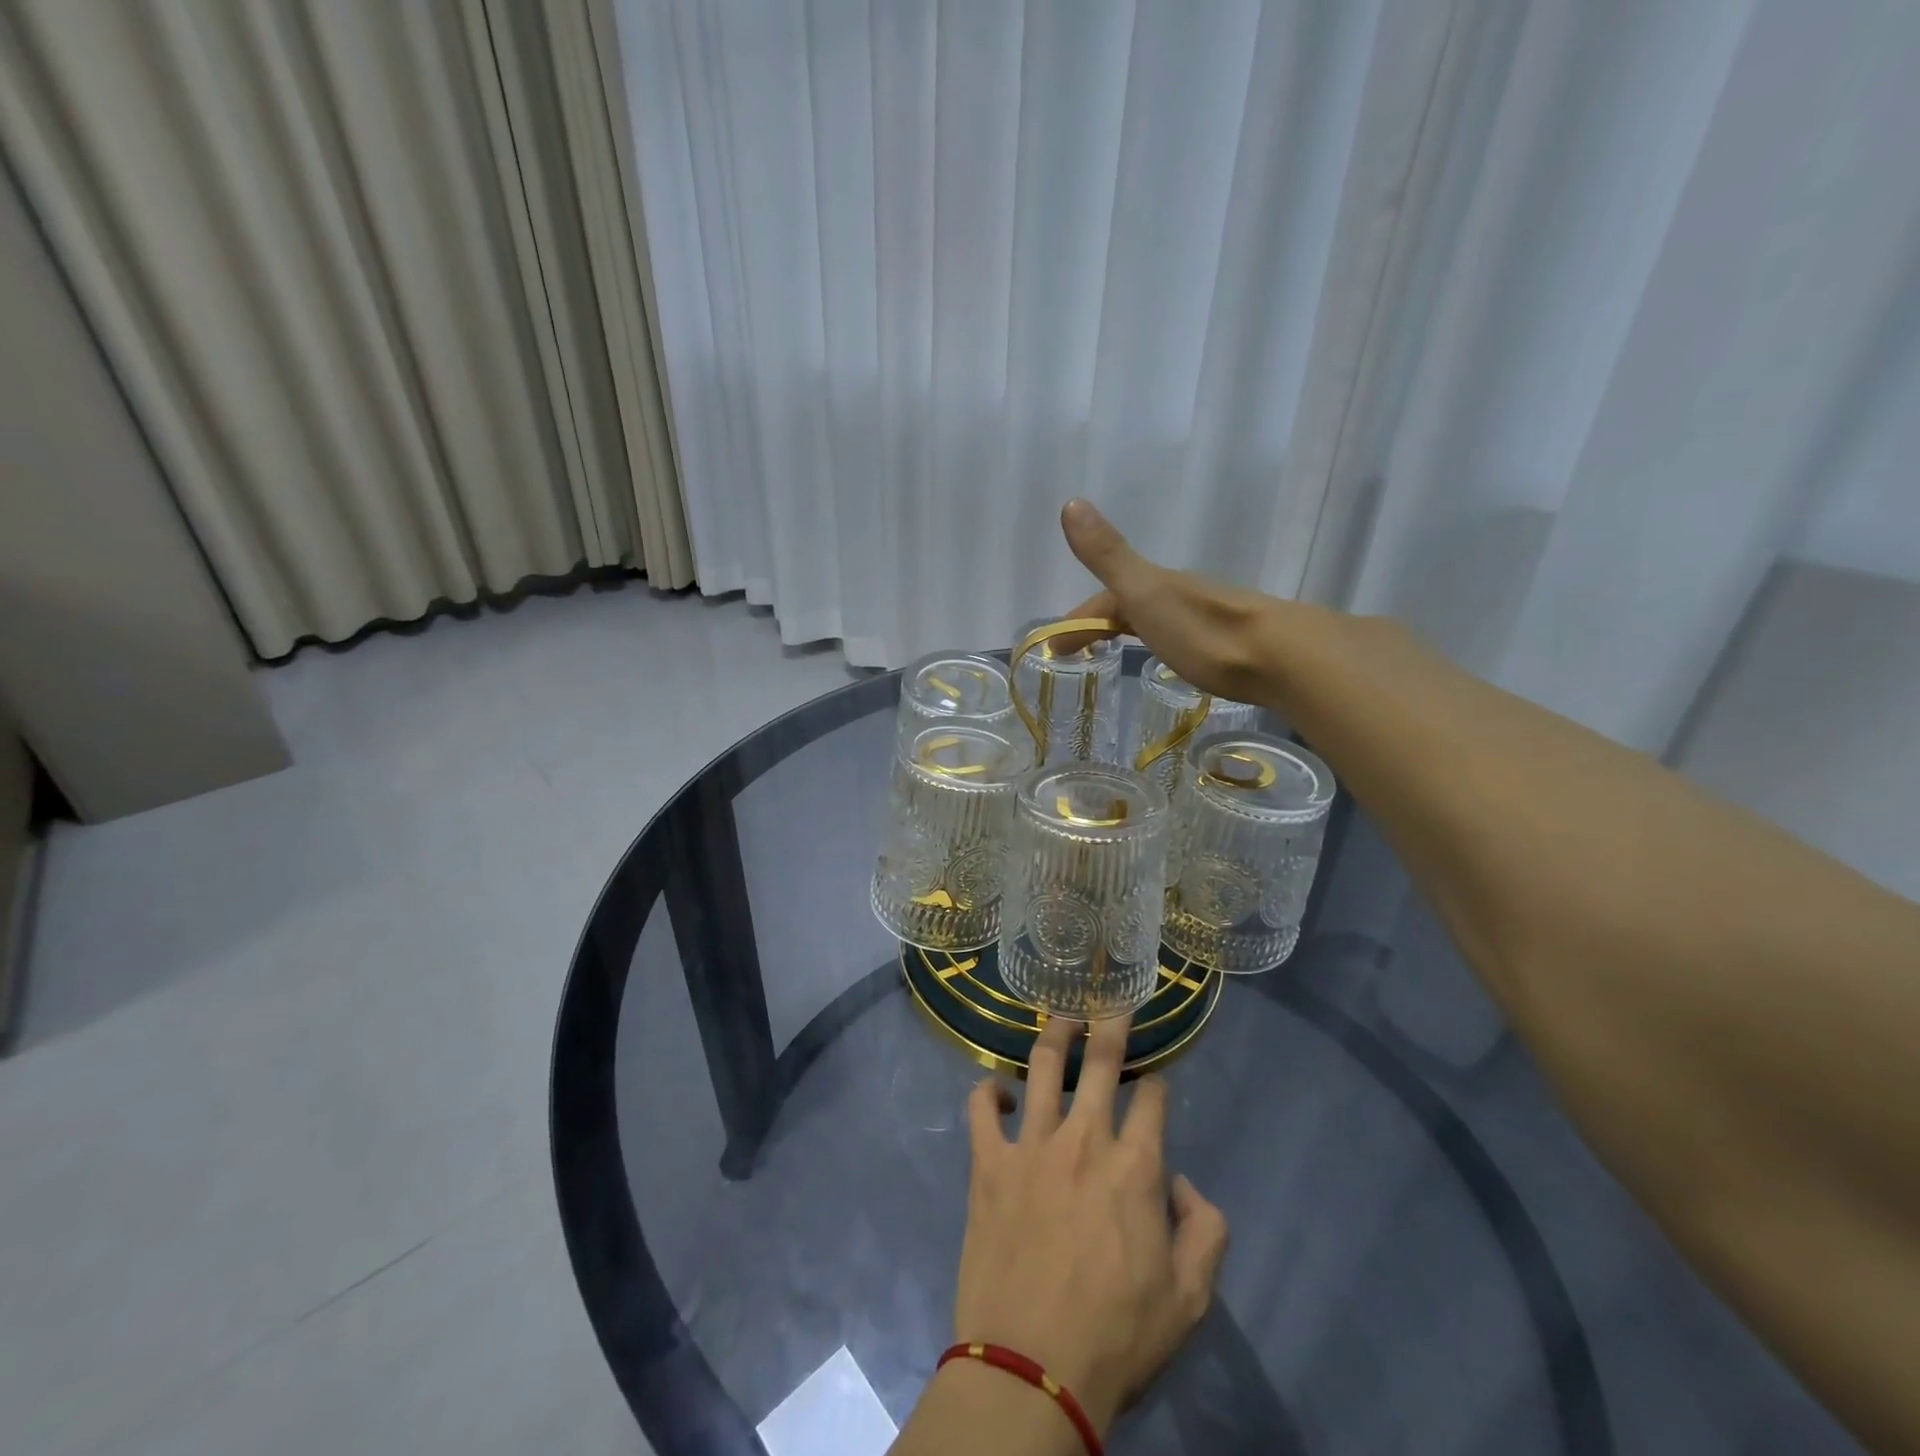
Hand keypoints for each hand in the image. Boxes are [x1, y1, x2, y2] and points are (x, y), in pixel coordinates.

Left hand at [954, 1013, 1229, 1435]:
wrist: (1031, 1369)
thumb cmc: (1116, 1337)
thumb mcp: (1189, 1300)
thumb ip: (1206, 1233)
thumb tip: (1187, 1186)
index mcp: (1136, 1167)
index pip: (1153, 1100)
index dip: (1157, 1082)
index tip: (1155, 1078)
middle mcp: (1085, 1140)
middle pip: (1101, 1063)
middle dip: (1111, 1027)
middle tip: (1112, 1003)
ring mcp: (1032, 1145)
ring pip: (1042, 1067)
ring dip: (1054, 1035)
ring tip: (1061, 1016)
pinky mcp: (988, 1163)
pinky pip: (981, 1109)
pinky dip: (988, 1092)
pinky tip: (998, 1091)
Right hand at [1058, 498, 1309, 705]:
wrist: (1284, 657)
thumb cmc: (1205, 630)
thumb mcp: (1146, 593)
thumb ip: (1108, 556)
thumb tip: (1071, 502)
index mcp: (1158, 587)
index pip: (1105, 599)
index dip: (1077, 619)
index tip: (1054, 649)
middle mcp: (1183, 595)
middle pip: (1133, 605)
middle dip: (1102, 623)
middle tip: (1080, 653)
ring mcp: (1211, 617)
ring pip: (1161, 619)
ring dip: (1135, 631)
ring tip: (1119, 655)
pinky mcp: (1234, 644)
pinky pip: (1186, 636)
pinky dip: (1165, 643)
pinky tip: (1174, 658)